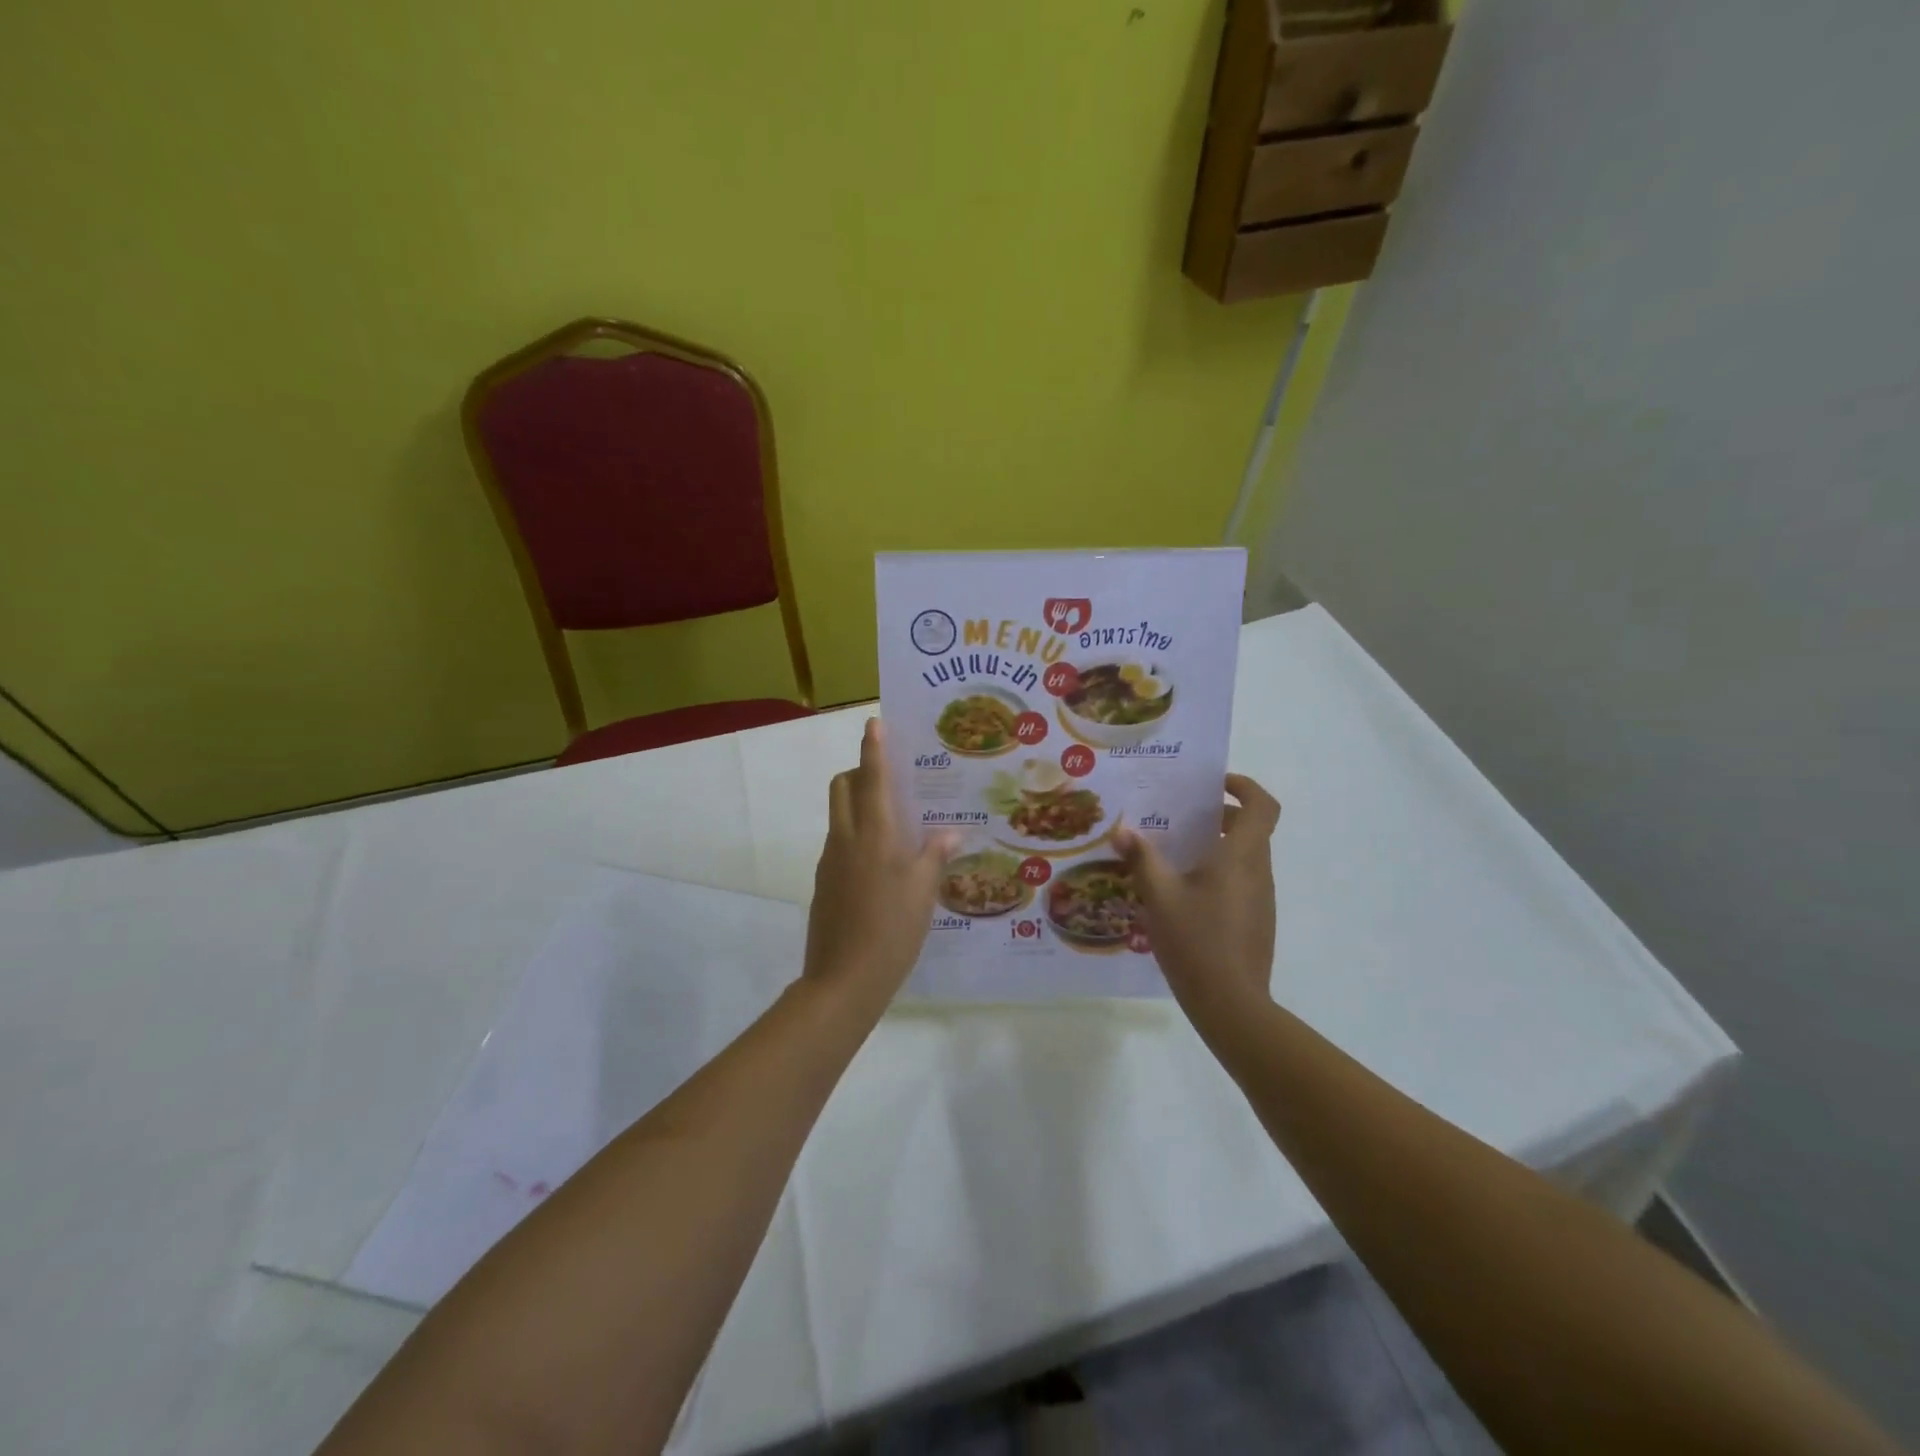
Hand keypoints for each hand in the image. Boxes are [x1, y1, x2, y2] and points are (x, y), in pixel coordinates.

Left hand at [803, 718, 959, 1008]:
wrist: (843, 980)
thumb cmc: (891, 930)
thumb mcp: (923, 891)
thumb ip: (934, 855)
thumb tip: (949, 831)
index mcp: (872, 834)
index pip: (871, 777)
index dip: (873, 748)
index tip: (874, 723)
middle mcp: (845, 838)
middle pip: (842, 786)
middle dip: (860, 772)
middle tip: (891, 780)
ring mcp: (830, 861)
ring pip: (839, 814)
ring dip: (858, 803)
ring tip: (895, 821)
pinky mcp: (824, 883)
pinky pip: (839, 842)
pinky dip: (856, 834)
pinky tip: (883, 862)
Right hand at [1114, 774, 1281, 1029]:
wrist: (1231, 1004)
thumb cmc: (1195, 940)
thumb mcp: (1159, 896)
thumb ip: (1142, 859)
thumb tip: (1123, 831)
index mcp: (1241, 856)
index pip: (1262, 806)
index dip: (1244, 787)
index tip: (1215, 785)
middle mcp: (1258, 871)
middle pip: (1253, 829)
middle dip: (1221, 817)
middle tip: (1182, 817)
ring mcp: (1262, 899)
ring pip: (1246, 857)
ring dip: (1219, 846)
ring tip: (1176, 855)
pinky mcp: (1257, 921)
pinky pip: (1242, 882)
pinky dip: (1220, 873)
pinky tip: (1186, 894)